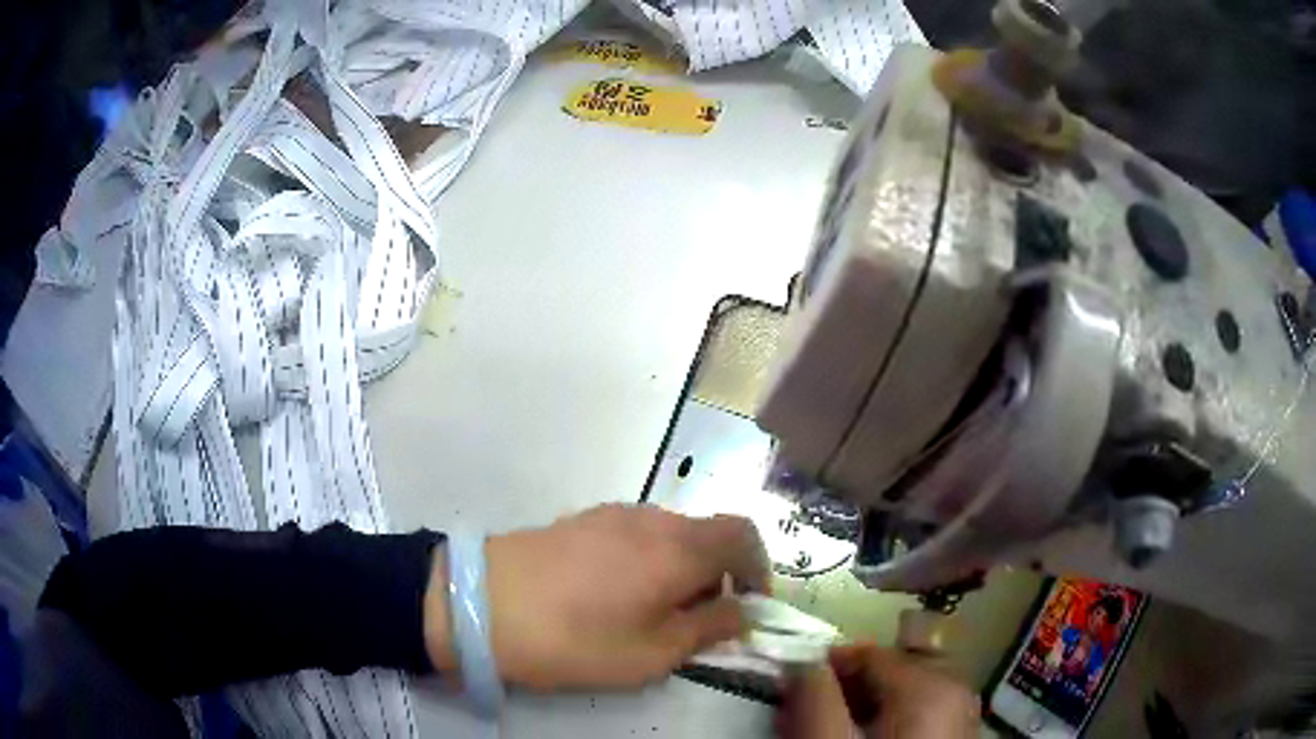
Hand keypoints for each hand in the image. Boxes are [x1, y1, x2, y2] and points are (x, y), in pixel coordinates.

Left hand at [424, 504, 769, 690]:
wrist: (480, 603)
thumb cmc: (575, 638)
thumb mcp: (652, 653)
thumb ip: (709, 628)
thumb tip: (743, 611)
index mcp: (678, 548)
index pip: (744, 534)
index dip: (758, 569)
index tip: (748, 607)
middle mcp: (652, 519)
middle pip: (707, 536)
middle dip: (716, 577)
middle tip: (695, 623)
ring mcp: (612, 514)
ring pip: (670, 537)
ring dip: (679, 570)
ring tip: (650, 614)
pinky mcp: (581, 519)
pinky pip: (635, 536)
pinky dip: (647, 562)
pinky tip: (612, 596)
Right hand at [778, 643, 978, 738]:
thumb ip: (815, 699)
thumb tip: (802, 664)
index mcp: (930, 688)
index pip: (871, 654)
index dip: (827, 665)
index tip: (792, 685)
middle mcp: (955, 692)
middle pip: (892, 671)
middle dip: (847, 687)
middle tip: (809, 709)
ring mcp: (960, 717)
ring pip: (906, 695)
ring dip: (865, 705)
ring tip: (833, 727)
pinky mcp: (955, 738)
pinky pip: (919, 716)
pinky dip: (888, 721)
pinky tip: (866, 738)